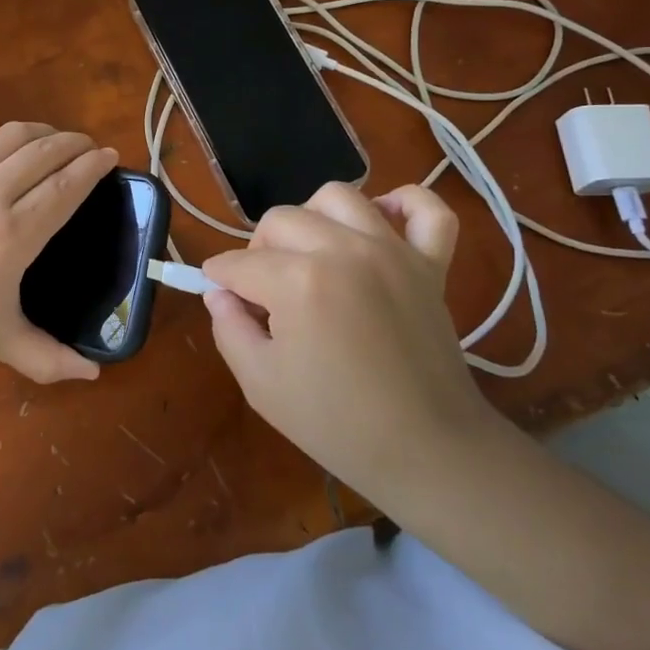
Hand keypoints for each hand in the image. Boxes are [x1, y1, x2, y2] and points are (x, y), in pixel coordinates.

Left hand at [0, 122, 117, 383]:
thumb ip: (48, 358)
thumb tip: (93, 375)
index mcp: (14, 234)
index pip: (65, 187)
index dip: (92, 168)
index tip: (112, 156)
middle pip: (45, 153)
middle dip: (76, 143)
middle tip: (93, 147)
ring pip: (15, 137)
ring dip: (46, 133)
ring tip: (61, 140)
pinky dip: (15, 139)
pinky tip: (17, 154)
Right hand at [201, 182, 498, 498]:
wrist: (427, 451)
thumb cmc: (336, 423)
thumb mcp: (259, 383)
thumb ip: (227, 327)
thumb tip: (220, 293)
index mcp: (299, 282)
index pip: (239, 263)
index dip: (219, 280)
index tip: (219, 296)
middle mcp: (344, 250)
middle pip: (281, 220)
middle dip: (258, 251)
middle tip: (263, 292)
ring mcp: (393, 251)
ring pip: (338, 198)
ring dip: (312, 219)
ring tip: (310, 256)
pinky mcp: (430, 263)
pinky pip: (426, 209)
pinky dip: (404, 204)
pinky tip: (380, 224)